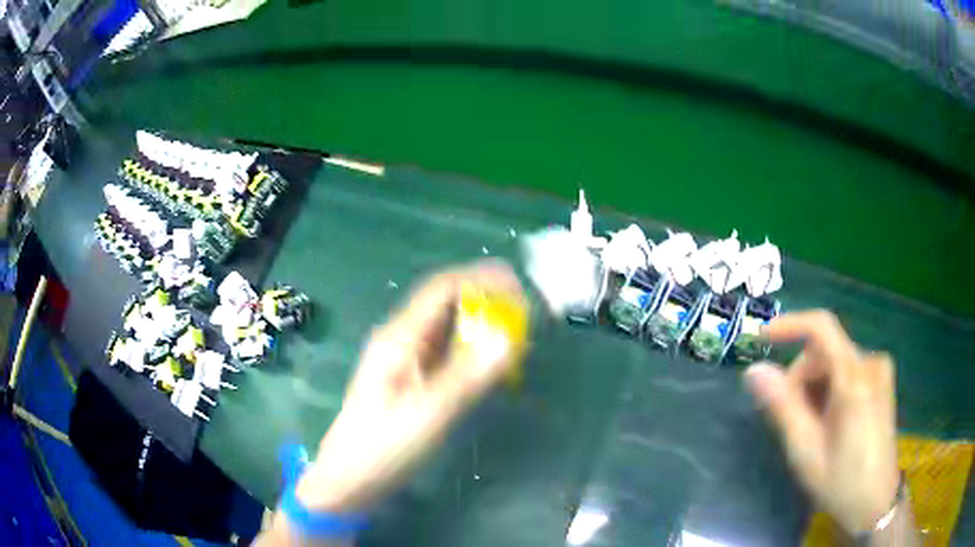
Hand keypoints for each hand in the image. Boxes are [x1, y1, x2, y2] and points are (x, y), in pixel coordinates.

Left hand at [295, 260, 525, 512]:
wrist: (350, 477)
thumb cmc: (383, 446)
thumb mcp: (428, 414)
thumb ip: (467, 377)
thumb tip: (508, 339)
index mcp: (400, 337)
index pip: (443, 287)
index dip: (481, 280)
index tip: (519, 290)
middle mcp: (402, 338)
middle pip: (447, 302)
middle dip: (486, 301)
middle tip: (524, 317)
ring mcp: (406, 358)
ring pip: (448, 327)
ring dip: (481, 325)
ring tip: (515, 337)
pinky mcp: (412, 377)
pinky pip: (447, 351)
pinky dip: (472, 349)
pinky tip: (490, 364)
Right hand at [744, 310, 898, 535]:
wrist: (876, 501)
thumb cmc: (841, 482)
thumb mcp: (806, 451)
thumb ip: (782, 407)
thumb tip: (754, 371)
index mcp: (854, 378)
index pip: (821, 328)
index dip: (789, 325)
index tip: (760, 340)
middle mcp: (871, 362)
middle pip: (824, 351)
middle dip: (801, 380)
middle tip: (792, 422)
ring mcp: (880, 370)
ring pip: (834, 361)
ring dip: (815, 388)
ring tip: (813, 428)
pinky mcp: (882, 380)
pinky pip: (847, 370)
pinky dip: (830, 389)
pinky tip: (830, 421)